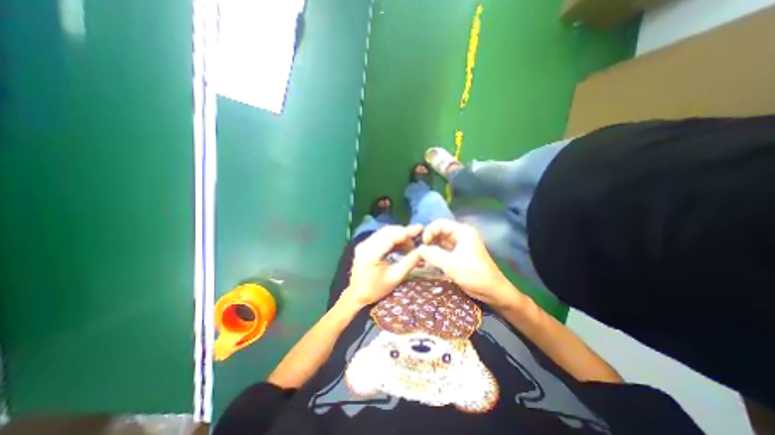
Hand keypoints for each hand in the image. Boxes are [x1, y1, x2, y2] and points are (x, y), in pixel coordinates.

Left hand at [340, 226, 422, 306]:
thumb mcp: (395, 277)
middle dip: (404, 233)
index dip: (407, 231)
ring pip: (385, 232)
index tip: (421, 228)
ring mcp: (364, 244)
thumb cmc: (376, 290)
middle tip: (417, 239)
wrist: (357, 296)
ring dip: (399, 236)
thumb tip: (423, 250)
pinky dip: (393, 239)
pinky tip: (401, 246)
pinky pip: (381, 237)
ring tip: (411, 245)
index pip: (391, 236)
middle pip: (388, 231)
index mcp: (371, 254)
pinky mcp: (365, 245)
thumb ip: (410, 262)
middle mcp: (365, 245)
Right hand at [418, 221, 519, 308]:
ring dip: (430, 247)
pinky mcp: (457, 254)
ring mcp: (459, 245)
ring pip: (440, 241)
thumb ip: (433, 254)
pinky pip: (442, 250)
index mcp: (462, 231)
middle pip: (439, 231)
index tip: (422, 244)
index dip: (429, 231)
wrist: (492, 291)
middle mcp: (460, 235)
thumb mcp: (451, 264)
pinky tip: (427, 260)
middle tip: (419, 250)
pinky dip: (435, 253)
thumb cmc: (474, 274)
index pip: (440, 223)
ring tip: (421, 256)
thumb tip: (418, 249)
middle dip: (428, 239)